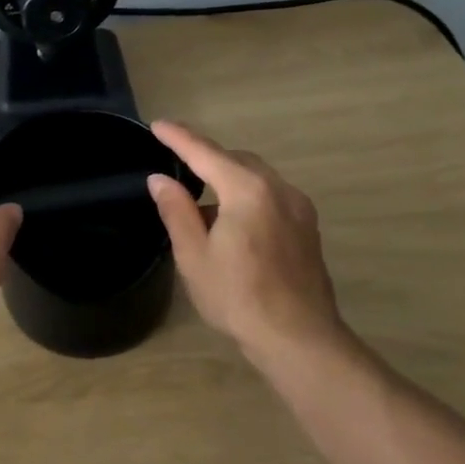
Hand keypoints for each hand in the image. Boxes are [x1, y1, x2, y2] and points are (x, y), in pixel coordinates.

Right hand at [146, 121, 349, 361]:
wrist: (299, 338)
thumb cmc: (238, 297)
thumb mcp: (194, 255)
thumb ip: (176, 210)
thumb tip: (160, 179)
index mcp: (247, 191)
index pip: (205, 153)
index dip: (178, 138)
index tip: (157, 125)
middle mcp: (279, 189)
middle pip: (236, 160)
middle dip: (206, 158)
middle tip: (176, 167)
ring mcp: (299, 208)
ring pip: (256, 177)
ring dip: (227, 178)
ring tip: (200, 202)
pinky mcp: (307, 228)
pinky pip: (270, 195)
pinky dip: (246, 195)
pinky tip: (231, 223)